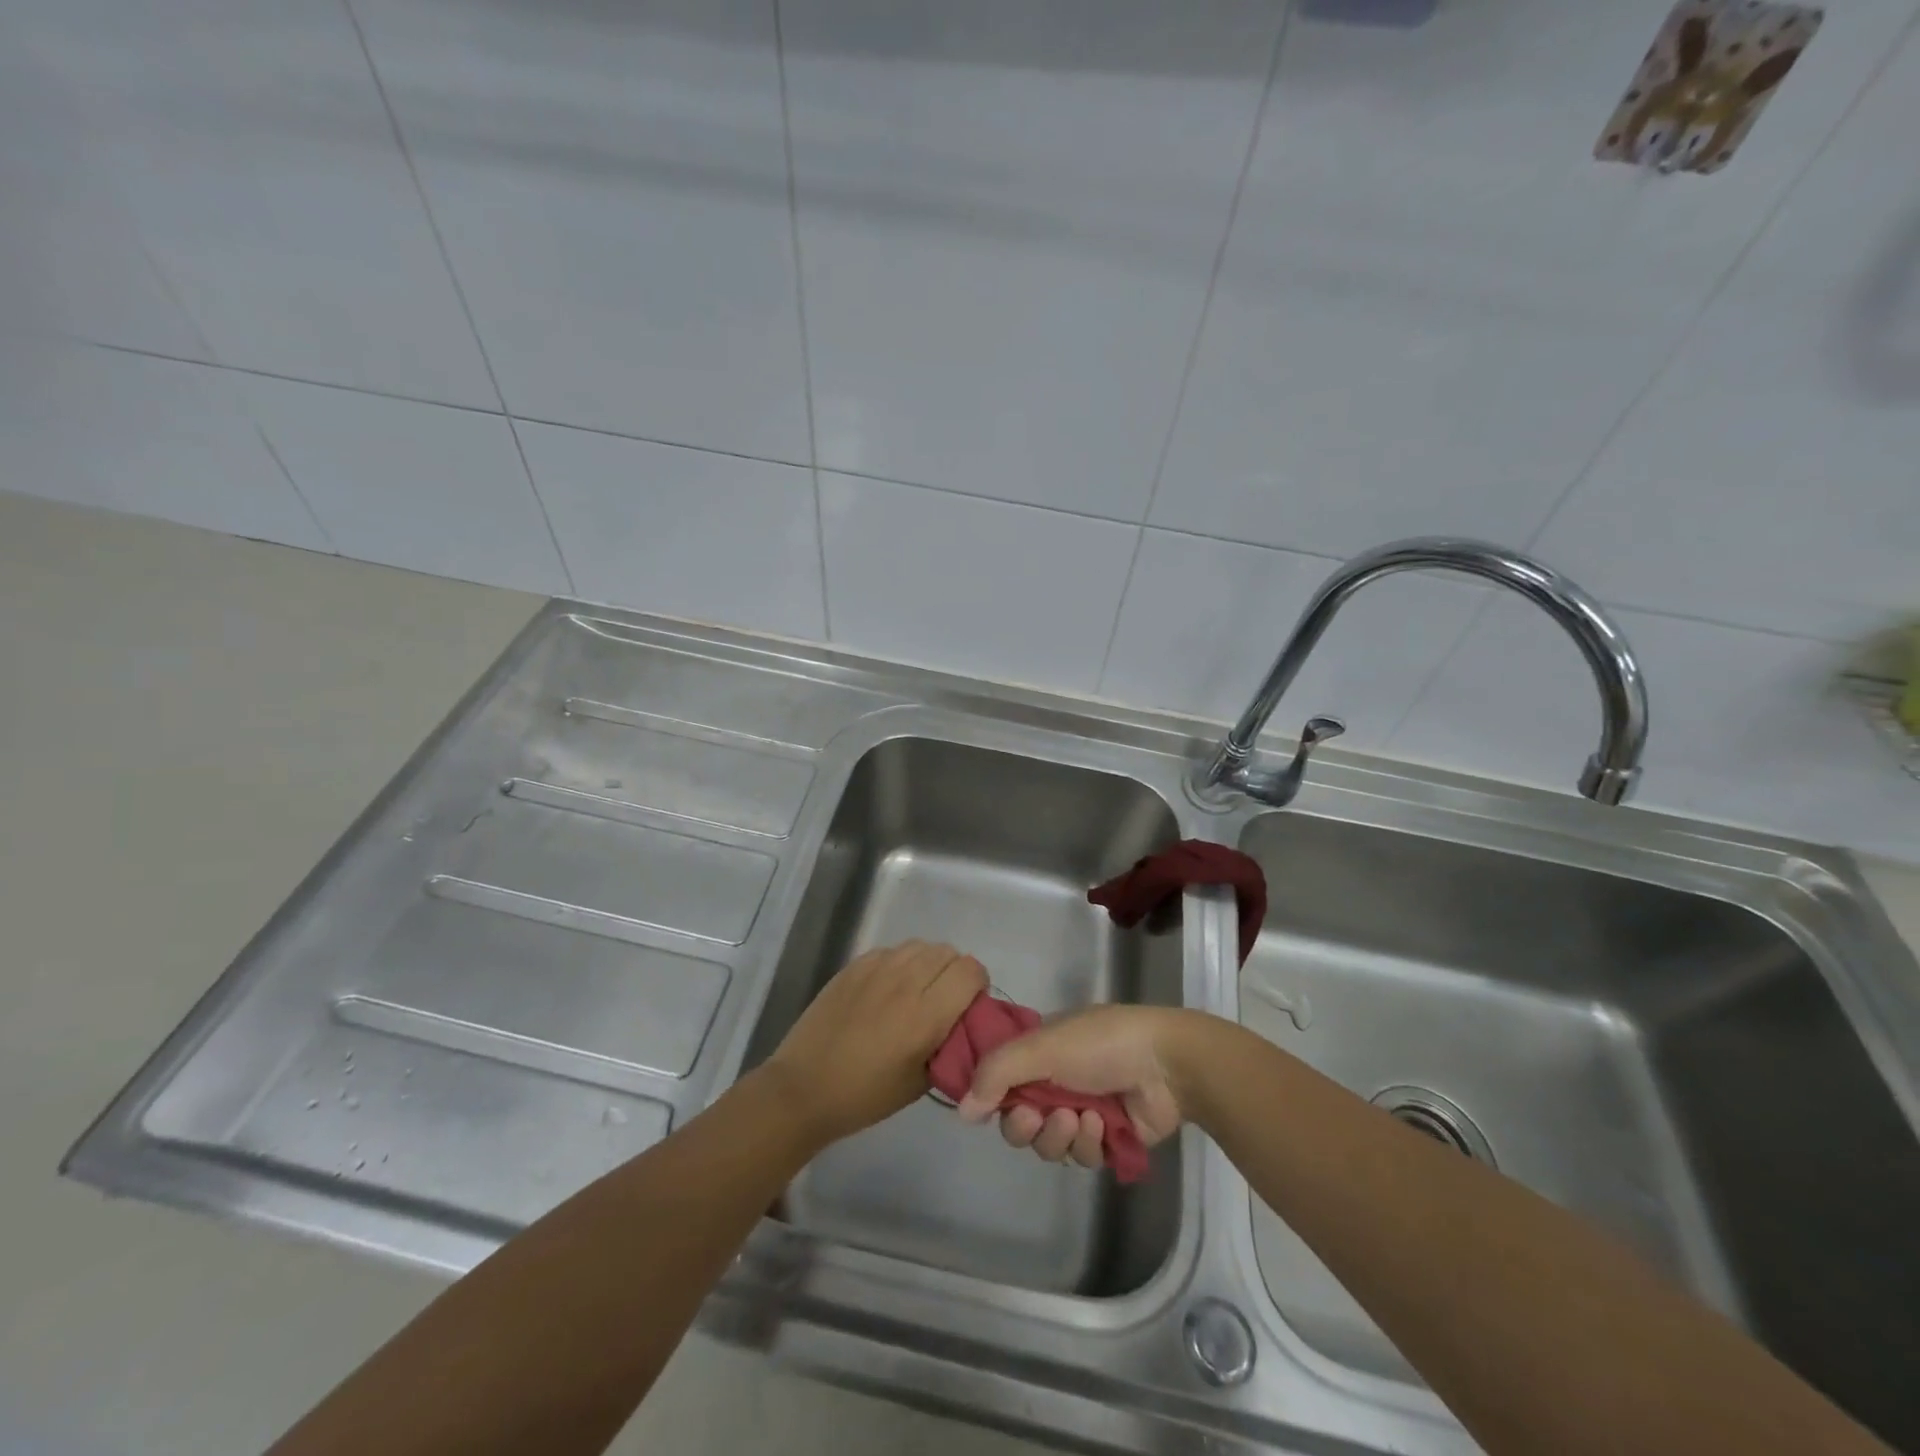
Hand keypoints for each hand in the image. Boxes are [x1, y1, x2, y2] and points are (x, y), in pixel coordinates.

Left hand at [764, 941, 986, 1145]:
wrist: (804, 1088)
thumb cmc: (865, 1096)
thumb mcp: (920, 1083)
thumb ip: (949, 1046)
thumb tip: (963, 1025)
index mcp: (925, 1015)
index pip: (971, 971)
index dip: (977, 985)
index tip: (967, 1007)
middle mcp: (905, 982)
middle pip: (948, 952)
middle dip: (954, 972)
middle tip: (943, 1001)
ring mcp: (876, 968)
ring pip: (920, 946)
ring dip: (928, 964)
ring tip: (915, 992)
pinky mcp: (854, 966)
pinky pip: (892, 951)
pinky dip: (900, 964)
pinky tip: (887, 990)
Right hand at [955, 1005, 1192, 1168]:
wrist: (1166, 1065)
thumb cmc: (1101, 1043)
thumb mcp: (1042, 1046)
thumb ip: (997, 1073)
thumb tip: (962, 1110)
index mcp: (1040, 1051)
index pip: (1001, 1084)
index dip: (996, 1100)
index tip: (998, 1105)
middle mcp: (1057, 1081)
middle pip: (1020, 1122)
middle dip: (1026, 1125)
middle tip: (1037, 1117)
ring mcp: (1082, 1111)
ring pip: (1049, 1144)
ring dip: (1062, 1135)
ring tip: (1083, 1117)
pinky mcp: (1107, 1140)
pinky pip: (1081, 1156)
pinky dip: (1089, 1143)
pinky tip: (1104, 1125)